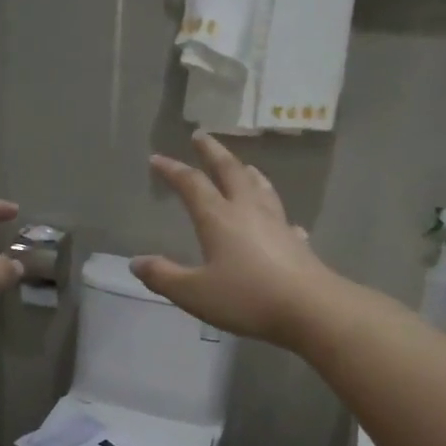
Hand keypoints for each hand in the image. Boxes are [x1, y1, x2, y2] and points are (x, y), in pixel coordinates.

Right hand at [132, 135, 336, 347]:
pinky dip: (273, 210)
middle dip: (213, 152)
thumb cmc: (246, 298)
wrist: (309, 309)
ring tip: (243, 166)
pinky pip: (282, 217)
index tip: (157, 158)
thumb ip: (163, 276)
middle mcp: (247, 210)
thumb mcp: (194, 292)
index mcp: (218, 218)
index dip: (173, 170)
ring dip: (246, 172)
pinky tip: (279, 220)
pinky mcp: (296, 241)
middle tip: (202, 136)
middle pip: (230, 171)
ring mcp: (276, 223)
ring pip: (260, 187)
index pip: (192, 184)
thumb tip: (136, 262)